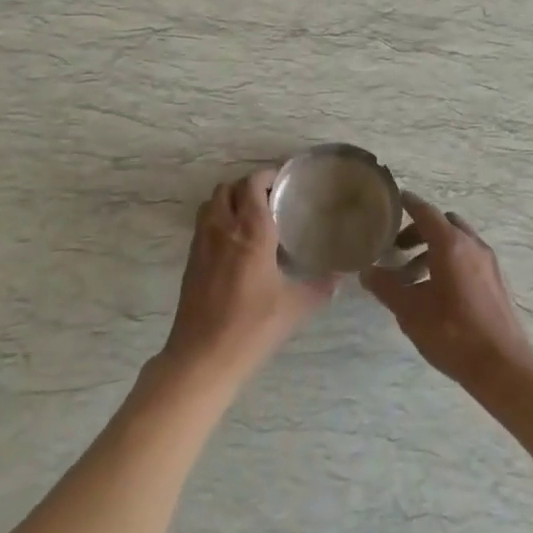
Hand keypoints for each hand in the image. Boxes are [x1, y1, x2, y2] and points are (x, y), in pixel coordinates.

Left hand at [160, 170, 338, 387]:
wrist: (202, 357)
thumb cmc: (252, 327)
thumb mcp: (295, 307)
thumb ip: (321, 287)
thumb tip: (341, 276)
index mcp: (250, 231)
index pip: (253, 184)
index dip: (268, 176)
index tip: (286, 182)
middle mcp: (223, 228)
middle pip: (230, 187)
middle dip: (249, 186)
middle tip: (272, 199)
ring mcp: (202, 242)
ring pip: (213, 203)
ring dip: (231, 200)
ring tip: (253, 216)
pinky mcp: (192, 260)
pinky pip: (204, 224)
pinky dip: (219, 219)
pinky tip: (236, 243)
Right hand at [361, 194, 532, 389]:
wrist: (502, 366)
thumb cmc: (452, 333)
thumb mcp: (410, 311)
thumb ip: (386, 287)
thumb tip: (367, 272)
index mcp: (451, 244)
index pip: (425, 211)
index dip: (408, 204)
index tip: (394, 199)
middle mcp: (472, 245)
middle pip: (443, 224)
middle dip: (419, 230)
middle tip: (398, 248)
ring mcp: (488, 263)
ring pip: (458, 242)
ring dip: (434, 249)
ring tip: (413, 276)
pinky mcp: (496, 281)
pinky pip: (469, 258)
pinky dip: (450, 261)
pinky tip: (437, 291)